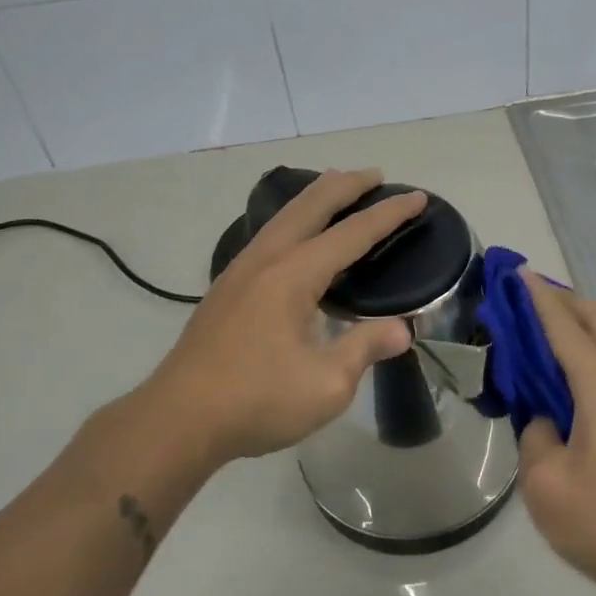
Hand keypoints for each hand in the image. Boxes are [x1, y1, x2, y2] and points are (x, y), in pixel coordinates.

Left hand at [131, 169, 424, 469]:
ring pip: (284, 217)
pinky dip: (294, 219)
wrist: (178, 420)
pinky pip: (269, 234)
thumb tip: (403, 329)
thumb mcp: (327, 384)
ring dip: (316, 197)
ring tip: (337, 188)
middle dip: (346, 185)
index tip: (417, 197)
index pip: (352, 234)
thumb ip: (365, 348)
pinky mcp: (227, 288)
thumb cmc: (256, 401)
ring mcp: (240, 271)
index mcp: (294, 275)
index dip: (388, 214)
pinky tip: (296, 237)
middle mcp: (267, 260)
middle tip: (376, 175)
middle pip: (310, 206)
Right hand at [517, 272, 595, 595]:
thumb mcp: (545, 483)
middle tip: (527, 297)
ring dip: (581, 323)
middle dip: (563, 300)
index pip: (564, 326)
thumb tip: (546, 421)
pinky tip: (569, 370)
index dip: (538, 298)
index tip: (517, 271)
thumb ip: (535, 435)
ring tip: (545, 326)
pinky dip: (592, 348)